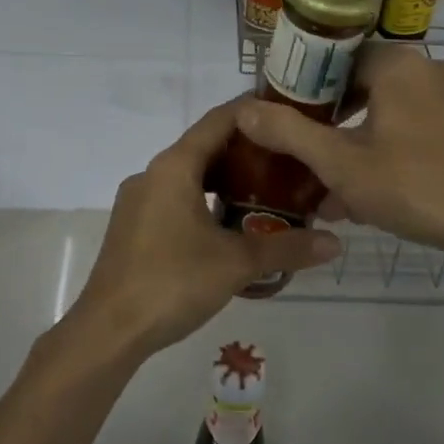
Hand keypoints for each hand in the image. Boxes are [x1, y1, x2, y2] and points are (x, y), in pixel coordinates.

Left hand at [64, 99, 341, 358]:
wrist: (109, 330)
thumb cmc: (172, 282)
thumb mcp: (236, 263)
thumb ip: (286, 247)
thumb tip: (335, 243)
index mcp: (174, 167)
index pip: (219, 120)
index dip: (254, 112)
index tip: (289, 115)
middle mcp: (153, 174)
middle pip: (205, 147)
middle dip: (246, 151)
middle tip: (289, 160)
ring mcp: (138, 201)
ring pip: (189, 176)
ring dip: (225, 180)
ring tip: (267, 191)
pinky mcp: (133, 227)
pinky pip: (175, 199)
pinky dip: (205, 200)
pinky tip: (230, 226)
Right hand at [234, 44, 443, 263]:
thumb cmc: (414, 187)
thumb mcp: (341, 164)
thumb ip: (289, 133)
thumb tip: (242, 109)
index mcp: (398, 65)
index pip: (338, 59)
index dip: (308, 88)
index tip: (289, 121)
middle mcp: (432, 68)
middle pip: (366, 86)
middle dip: (335, 124)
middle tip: (312, 158)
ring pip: (393, 112)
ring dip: (363, 144)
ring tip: (340, 189)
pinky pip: (421, 127)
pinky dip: (395, 150)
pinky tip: (381, 192)